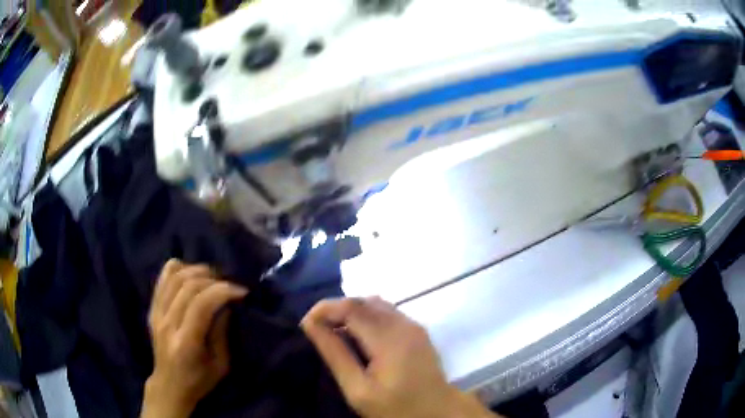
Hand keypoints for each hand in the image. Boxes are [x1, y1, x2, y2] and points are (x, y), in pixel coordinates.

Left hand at [141, 259, 247, 417]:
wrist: (170, 385)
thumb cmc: (199, 380)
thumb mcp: (221, 365)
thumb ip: (222, 333)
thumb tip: (226, 305)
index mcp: (186, 342)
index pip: (201, 304)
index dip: (223, 291)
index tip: (242, 292)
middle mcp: (167, 324)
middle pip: (188, 286)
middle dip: (213, 279)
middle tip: (229, 285)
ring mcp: (156, 314)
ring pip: (174, 277)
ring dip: (196, 271)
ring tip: (213, 278)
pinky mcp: (152, 309)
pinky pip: (163, 278)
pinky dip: (178, 269)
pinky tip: (191, 274)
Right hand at [301, 297, 499, 417]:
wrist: (438, 412)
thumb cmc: (396, 408)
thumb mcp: (358, 390)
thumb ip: (336, 355)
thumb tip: (311, 325)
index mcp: (390, 339)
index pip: (351, 307)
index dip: (324, 309)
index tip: (306, 324)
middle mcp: (404, 324)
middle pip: (363, 300)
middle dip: (335, 309)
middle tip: (317, 328)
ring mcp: (413, 325)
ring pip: (375, 303)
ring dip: (351, 311)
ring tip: (334, 331)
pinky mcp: (416, 330)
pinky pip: (386, 311)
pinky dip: (366, 316)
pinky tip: (357, 335)